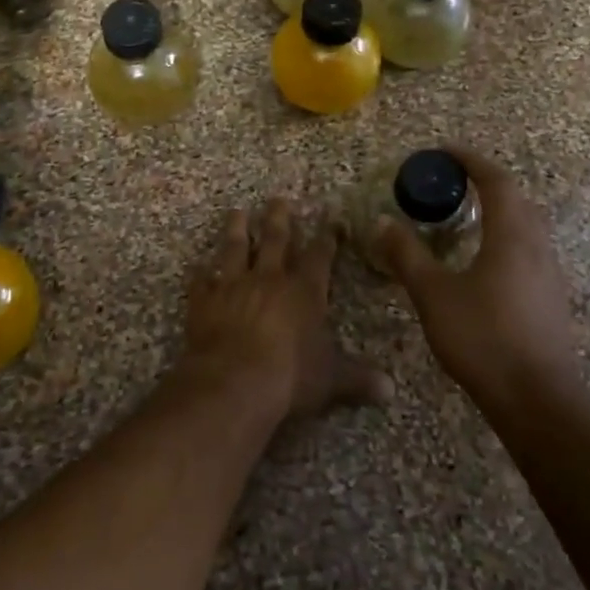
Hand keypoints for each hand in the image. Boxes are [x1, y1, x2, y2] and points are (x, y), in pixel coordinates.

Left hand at [180, 198, 390, 421]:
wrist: (233, 383)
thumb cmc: (290, 377)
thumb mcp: (331, 380)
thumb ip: (359, 379)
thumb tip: (391, 390)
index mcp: (304, 292)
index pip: (320, 257)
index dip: (328, 237)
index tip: (332, 218)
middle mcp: (269, 279)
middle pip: (275, 240)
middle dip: (279, 218)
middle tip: (277, 198)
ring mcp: (233, 286)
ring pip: (235, 248)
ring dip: (236, 229)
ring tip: (236, 212)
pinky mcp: (204, 301)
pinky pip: (201, 281)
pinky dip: (201, 274)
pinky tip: (199, 266)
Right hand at [372, 146, 582, 407]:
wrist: (536, 398)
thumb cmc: (483, 338)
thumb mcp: (433, 294)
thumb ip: (407, 256)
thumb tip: (382, 222)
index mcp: (511, 236)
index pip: (496, 181)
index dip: (470, 160)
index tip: (444, 151)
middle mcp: (537, 246)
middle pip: (517, 199)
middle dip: (485, 183)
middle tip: (452, 183)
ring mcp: (549, 274)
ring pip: (526, 226)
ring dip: (498, 211)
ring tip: (464, 218)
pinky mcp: (551, 298)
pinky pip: (528, 250)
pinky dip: (504, 237)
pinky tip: (483, 261)